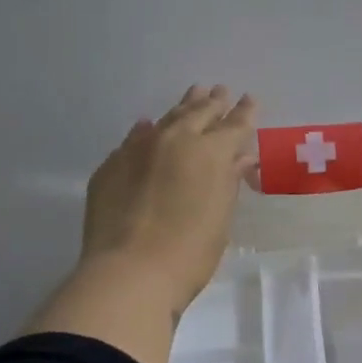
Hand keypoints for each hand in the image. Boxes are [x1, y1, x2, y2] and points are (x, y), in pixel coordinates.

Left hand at [80, 85, 257, 314]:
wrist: (129, 272)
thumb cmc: (189, 252)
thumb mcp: (220, 217)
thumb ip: (229, 181)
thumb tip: (240, 157)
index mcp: (210, 152)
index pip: (234, 126)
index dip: (244, 113)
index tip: (249, 99)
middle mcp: (175, 140)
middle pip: (198, 113)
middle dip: (213, 102)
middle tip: (220, 90)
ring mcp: (139, 149)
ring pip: (167, 119)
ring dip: (183, 106)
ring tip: (194, 93)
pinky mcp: (111, 165)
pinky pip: (134, 139)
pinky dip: (146, 131)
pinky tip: (147, 125)